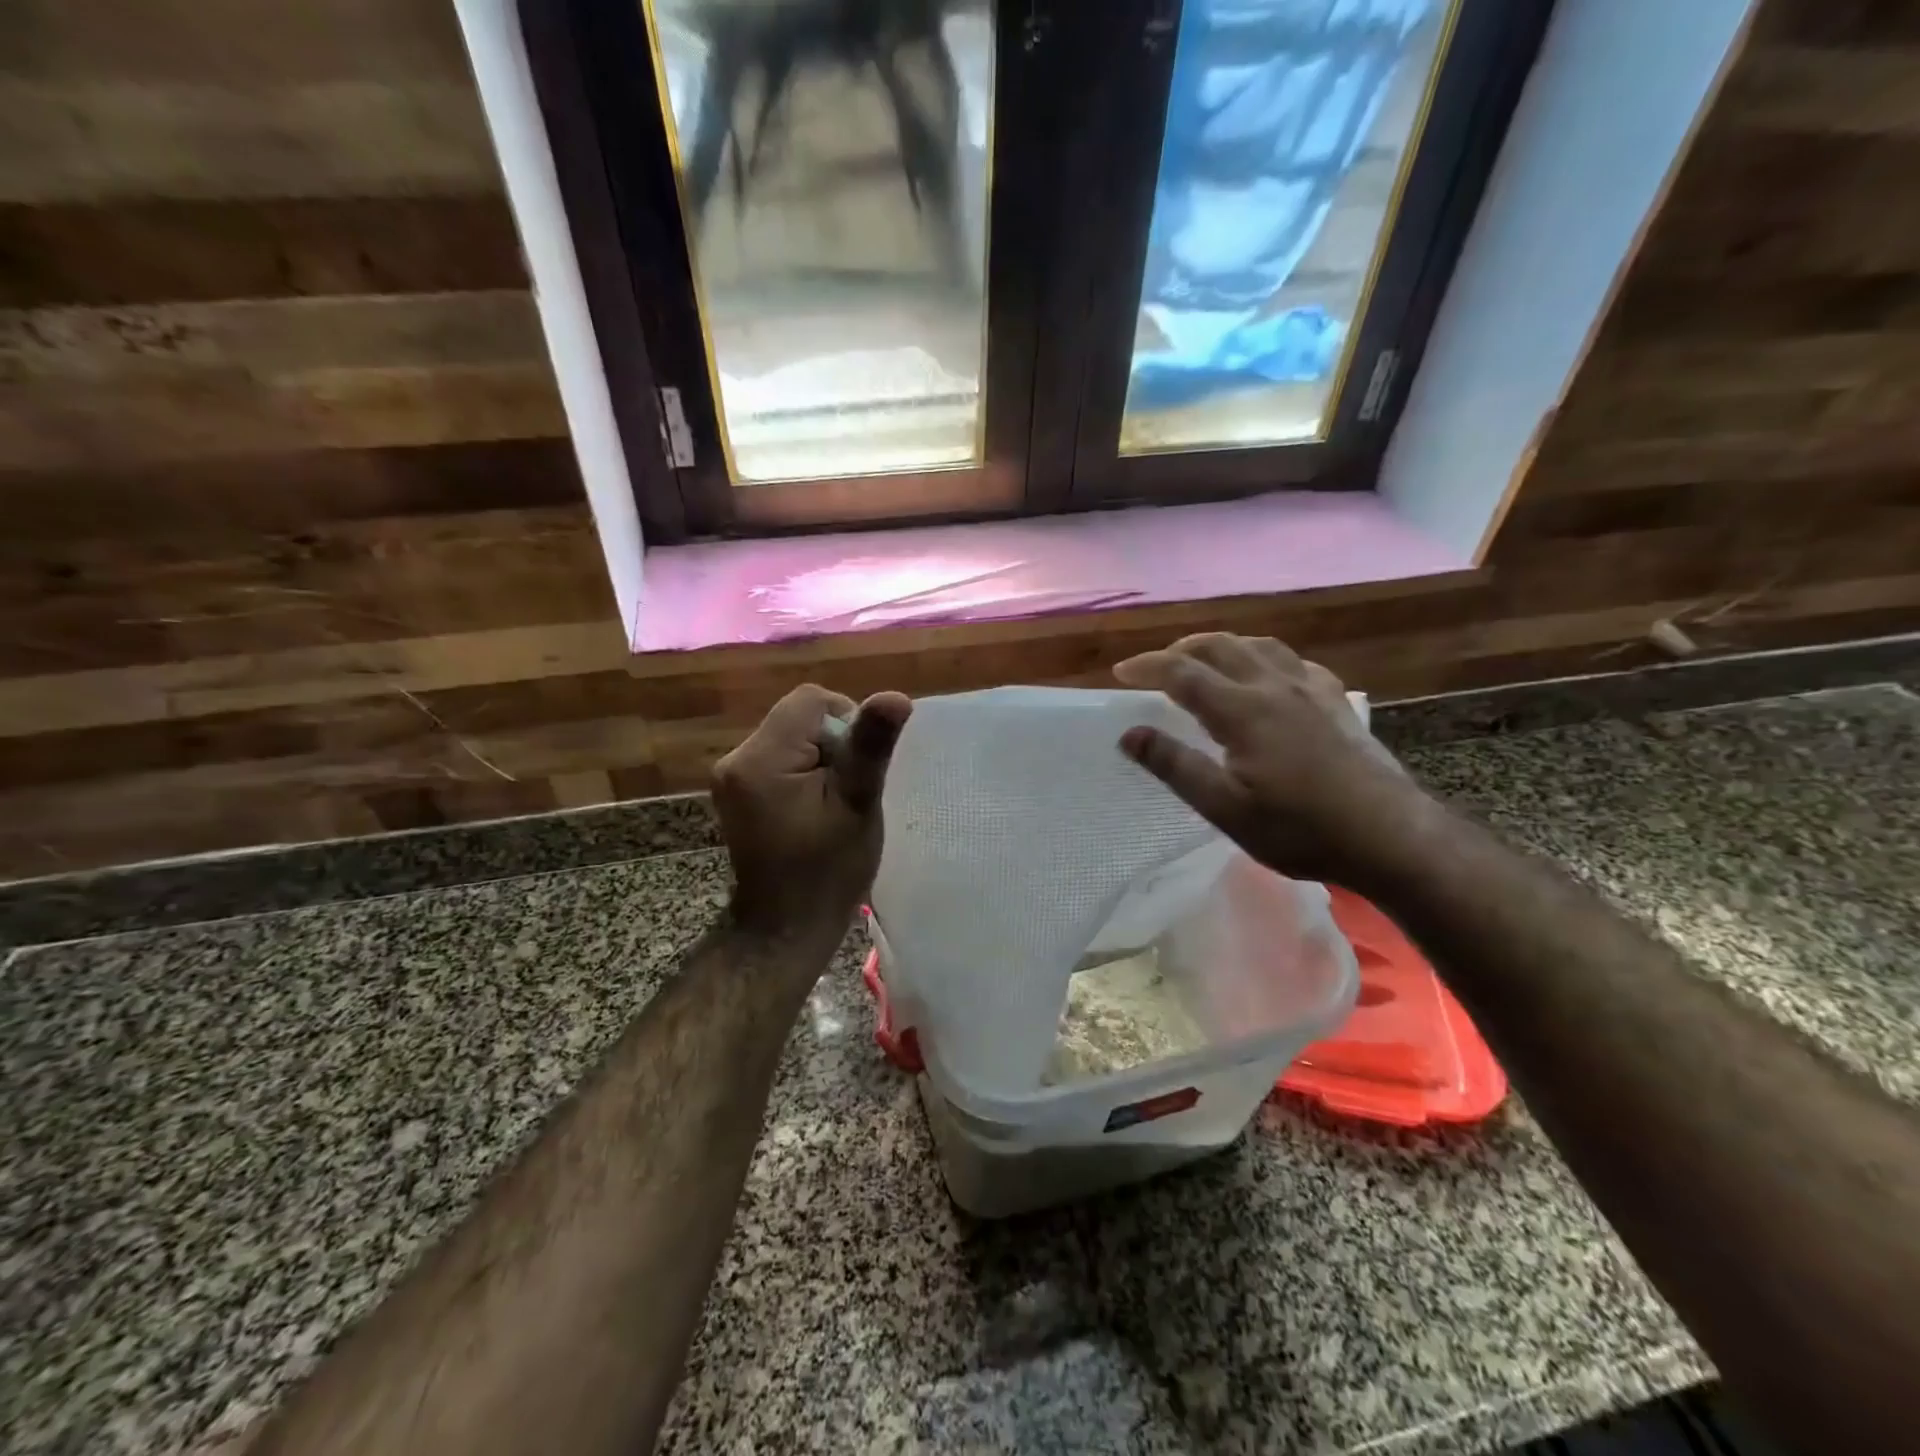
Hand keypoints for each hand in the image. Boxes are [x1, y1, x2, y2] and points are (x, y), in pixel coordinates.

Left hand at [712, 684, 912, 946]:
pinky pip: (781, 758)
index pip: (812, 700)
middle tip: (847, 792)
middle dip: (834, 744)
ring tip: (832, 803)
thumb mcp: (857, 804)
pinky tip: (814, 808)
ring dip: (821, 759)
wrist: (785, 929)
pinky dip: (804, 772)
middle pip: (800, 716)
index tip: (857, 770)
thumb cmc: (827, 871)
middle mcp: (735, 758)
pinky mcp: (737, 792)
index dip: (847, 724)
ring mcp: (731, 777)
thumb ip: (871, 747)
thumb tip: (895, 696)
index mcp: (760, 758)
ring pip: (793, 736)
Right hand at [1114, 633, 1421, 888]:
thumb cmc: (1299, 829)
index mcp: (1242, 710)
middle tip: (1157, 666)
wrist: (1390, 837)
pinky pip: (1295, 662)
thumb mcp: (1225, 808)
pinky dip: (1265, 658)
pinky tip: (1268, 675)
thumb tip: (1129, 733)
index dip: (1147, 667)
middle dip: (1181, 649)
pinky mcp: (1336, 702)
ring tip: (1204, 660)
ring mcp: (1311, 690)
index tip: (1120, 673)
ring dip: (1223, 645)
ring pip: (1259, 646)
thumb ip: (1175, 766)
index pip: (1182, 673)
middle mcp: (1275, 686)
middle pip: (1221, 646)